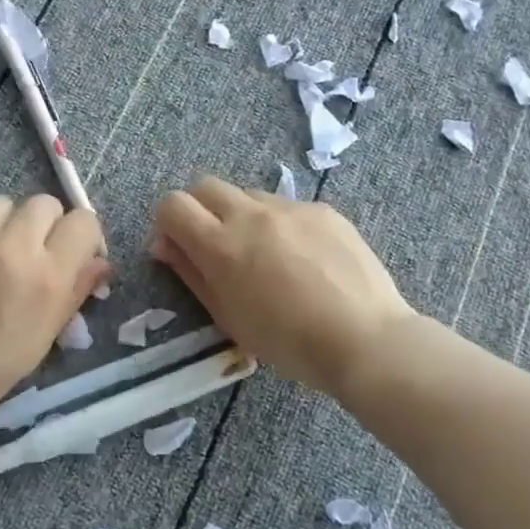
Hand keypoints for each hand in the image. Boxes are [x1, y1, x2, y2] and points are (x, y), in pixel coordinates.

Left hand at [0, 194, 108, 425]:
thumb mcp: (43, 336)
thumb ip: (74, 291)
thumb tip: (100, 263)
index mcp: (47, 275)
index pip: (83, 222)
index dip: (80, 236)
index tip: (69, 253)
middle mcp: (12, 245)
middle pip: (43, 203)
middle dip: (42, 225)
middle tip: (28, 252)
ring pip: (0, 205)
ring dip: (1, 225)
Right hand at [151, 176, 415, 397]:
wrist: (364, 338)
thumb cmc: (287, 342)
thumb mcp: (227, 316)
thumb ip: (191, 273)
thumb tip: (165, 244)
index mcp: (220, 244)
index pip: (173, 205)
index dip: (167, 223)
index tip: (177, 248)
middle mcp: (251, 214)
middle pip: (206, 186)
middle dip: (199, 209)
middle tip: (213, 245)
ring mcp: (291, 208)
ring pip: (248, 195)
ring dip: (240, 216)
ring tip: (263, 255)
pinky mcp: (323, 210)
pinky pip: (286, 207)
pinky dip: (279, 225)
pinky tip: (301, 260)